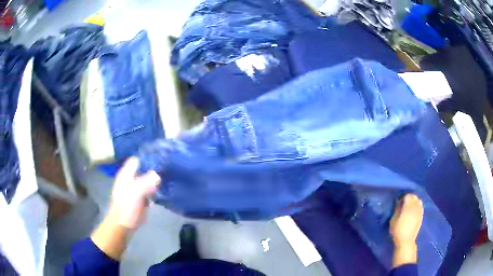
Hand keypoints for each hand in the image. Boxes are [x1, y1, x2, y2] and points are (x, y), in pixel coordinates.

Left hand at [91, 157, 160, 259]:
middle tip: (169, 169)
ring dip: (156, 178)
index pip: (138, 159)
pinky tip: (164, 189)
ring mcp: (134, 188)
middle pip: (143, 168)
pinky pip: (149, 189)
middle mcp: (130, 178)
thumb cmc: (126, 209)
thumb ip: (146, 183)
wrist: (122, 226)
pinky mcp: (139, 197)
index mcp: (126, 174)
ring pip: (147, 178)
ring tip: (169, 177)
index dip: (148, 157)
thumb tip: (158, 175)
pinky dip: (155, 188)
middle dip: (154, 168)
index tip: (162, 159)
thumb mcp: (135, 195)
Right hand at [389, 194, 423, 266]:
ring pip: (418, 201)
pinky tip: (413, 213)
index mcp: (408, 205)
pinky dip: (417, 207)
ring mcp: (420, 211)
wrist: (406, 240)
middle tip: (404, 206)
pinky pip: (420, 207)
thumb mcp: (393, 220)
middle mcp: (416, 205)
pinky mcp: (421, 216)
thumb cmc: (398, 230)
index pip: (407, 195)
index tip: (399, 204)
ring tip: (409, 209)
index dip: (403, 198)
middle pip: (414, 197)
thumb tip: (399, 203)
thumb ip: (397, 209)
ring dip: (414, 203)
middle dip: (409, 199)